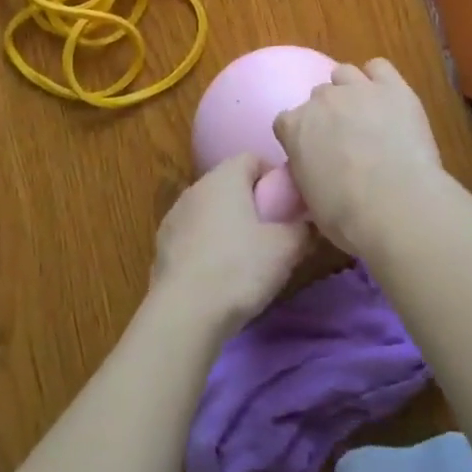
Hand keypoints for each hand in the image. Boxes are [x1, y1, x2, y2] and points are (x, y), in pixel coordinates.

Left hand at [150, 154, 309, 337]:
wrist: (185, 313)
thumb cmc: (240, 268)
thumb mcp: (286, 249)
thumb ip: (303, 229)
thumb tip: (310, 224)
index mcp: (225, 177)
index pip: (253, 158)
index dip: (273, 178)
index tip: (287, 205)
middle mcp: (196, 187)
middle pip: (230, 184)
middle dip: (251, 202)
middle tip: (272, 231)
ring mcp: (175, 215)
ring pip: (210, 210)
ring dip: (227, 224)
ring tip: (246, 256)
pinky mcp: (162, 245)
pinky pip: (194, 235)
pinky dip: (208, 245)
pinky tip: (219, 274)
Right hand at [274, 57, 448, 254]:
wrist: (396, 204)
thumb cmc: (347, 215)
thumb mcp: (311, 200)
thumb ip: (307, 173)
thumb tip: (316, 172)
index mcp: (295, 127)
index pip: (286, 122)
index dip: (300, 137)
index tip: (313, 154)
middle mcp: (321, 100)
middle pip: (318, 97)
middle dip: (328, 115)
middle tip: (345, 140)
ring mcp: (357, 88)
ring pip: (344, 74)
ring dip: (350, 90)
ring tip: (365, 114)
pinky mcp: (392, 87)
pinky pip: (379, 67)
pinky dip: (380, 79)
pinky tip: (387, 97)